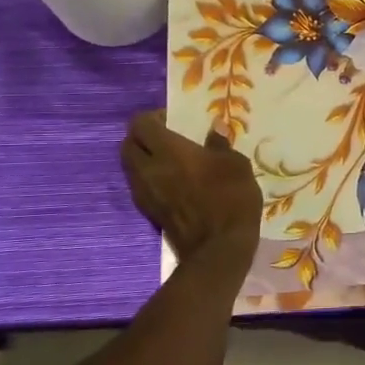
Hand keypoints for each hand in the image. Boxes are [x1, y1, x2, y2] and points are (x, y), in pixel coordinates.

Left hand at [120, 110, 261, 265]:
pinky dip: (148, 177)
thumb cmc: (231, 199)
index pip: (141, 124)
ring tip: (167, 159)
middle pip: (127, 144)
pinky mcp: (149, 212)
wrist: (219, 248)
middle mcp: (149, 169)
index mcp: (169, 151)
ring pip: (130, 166)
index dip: (153, 117)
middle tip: (164, 137)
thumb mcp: (236, 165)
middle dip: (141, 136)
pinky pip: (139, 186)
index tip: (172, 119)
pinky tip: (170, 181)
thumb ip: (220, 144)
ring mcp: (145, 193)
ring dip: (142, 158)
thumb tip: (215, 127)